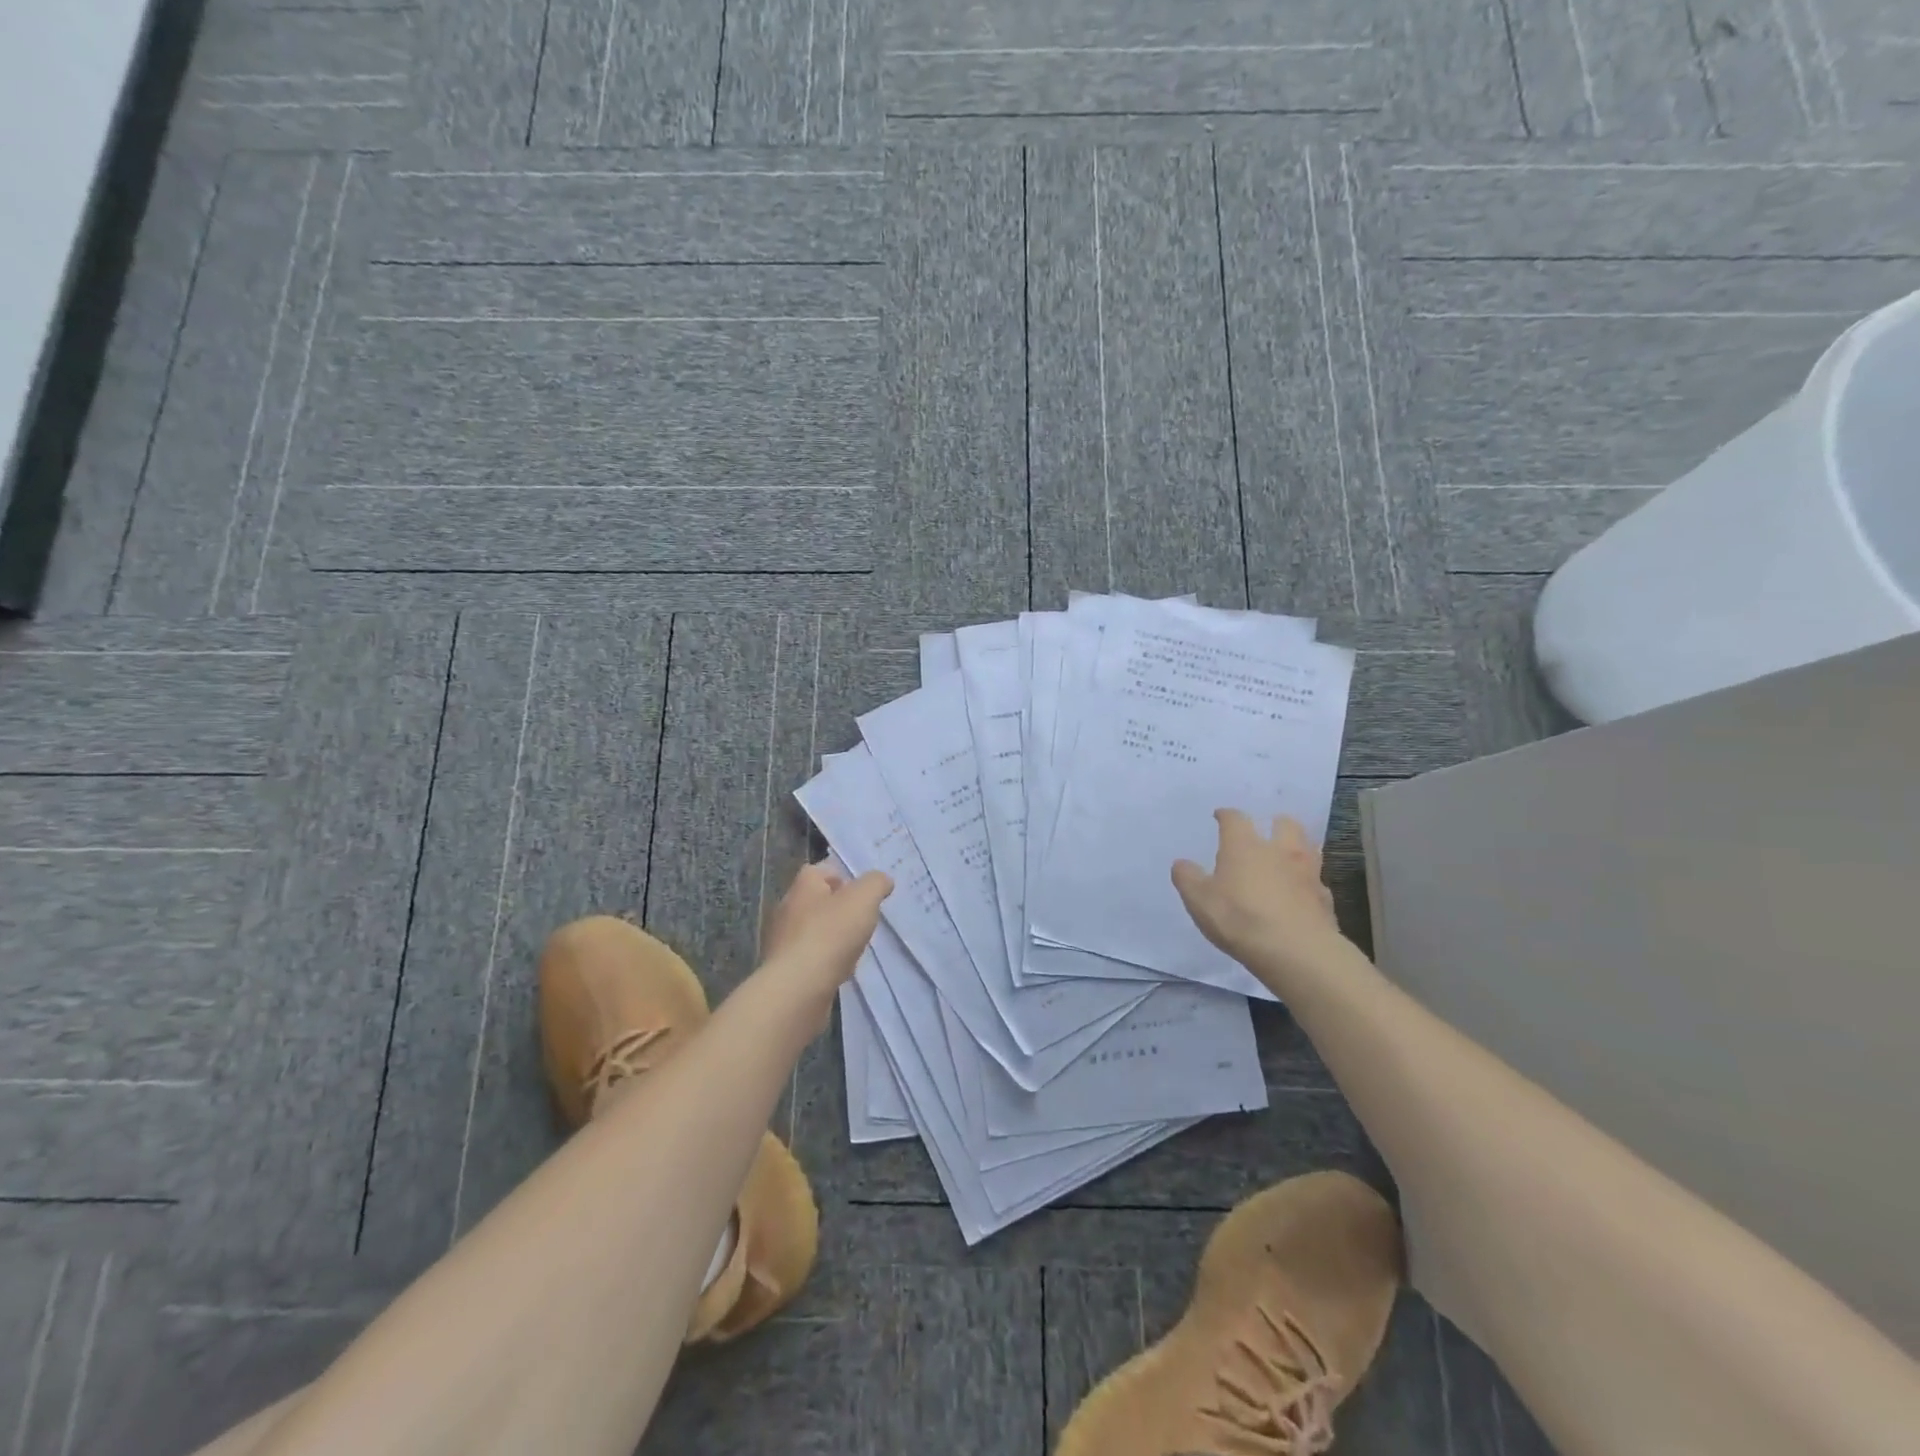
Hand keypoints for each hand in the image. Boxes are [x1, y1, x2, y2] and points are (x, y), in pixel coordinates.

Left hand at [754, 862, 892, 1033]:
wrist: (798, 989)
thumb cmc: (830, 934)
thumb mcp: (863, 899)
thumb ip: (875, 884)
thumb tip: (882, 880)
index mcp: (802, 887)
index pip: (819, 870)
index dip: (842, 877)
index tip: (862, 893)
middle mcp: (787, 910)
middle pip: (816, 901)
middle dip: (838, 909)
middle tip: (862, 920)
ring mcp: (782, 942)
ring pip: (812, 931)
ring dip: (832, 937)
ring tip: (854, 948)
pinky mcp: (783, 970)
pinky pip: (809, 958)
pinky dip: (824, 961)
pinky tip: (839, 971)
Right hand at [1172, 811, 1344, 992]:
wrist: (1296, 951)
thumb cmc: (1240, 918)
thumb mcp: (1199, 900)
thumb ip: (1187, 878)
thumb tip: (1182, 863)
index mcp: (1244, 845)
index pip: (1235, 818)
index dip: (1226, 815)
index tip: (1220, 816)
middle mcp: (1279, 850)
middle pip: (1284, 823)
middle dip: (1274, 823)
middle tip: (1266, 833)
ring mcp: (1307, 873)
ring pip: (1309, 847)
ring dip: (1298, 847)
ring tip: (1287, 858)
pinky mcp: (1325, 898)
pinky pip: (1318, 882)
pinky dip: (1309, 883)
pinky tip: (1301, 894)